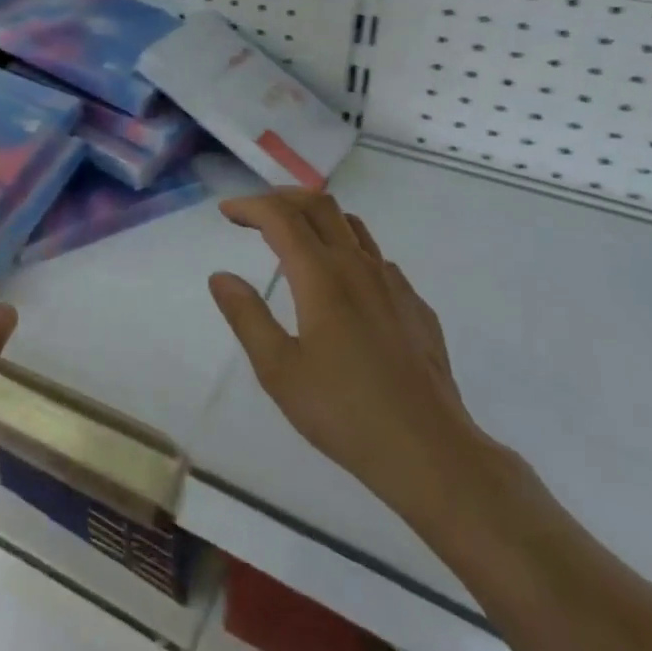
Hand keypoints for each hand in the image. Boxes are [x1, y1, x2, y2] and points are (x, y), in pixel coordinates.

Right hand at [207, 190, 489, 524]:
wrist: (430, 452)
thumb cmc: (344, 412)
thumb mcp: (278, 370)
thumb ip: (247, 316)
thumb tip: (221, 276)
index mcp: (322, 278)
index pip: (282, 218)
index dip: (251, 206)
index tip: (227, 212)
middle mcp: (359, 268)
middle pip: (320, 206)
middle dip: (282, 198)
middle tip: (255, 213)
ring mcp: (394, 285)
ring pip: (353, 227)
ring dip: (316, 218)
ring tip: (292, 236)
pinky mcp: (415, 307)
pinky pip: (376, 259)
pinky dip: (347, 250)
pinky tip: (339, 283)